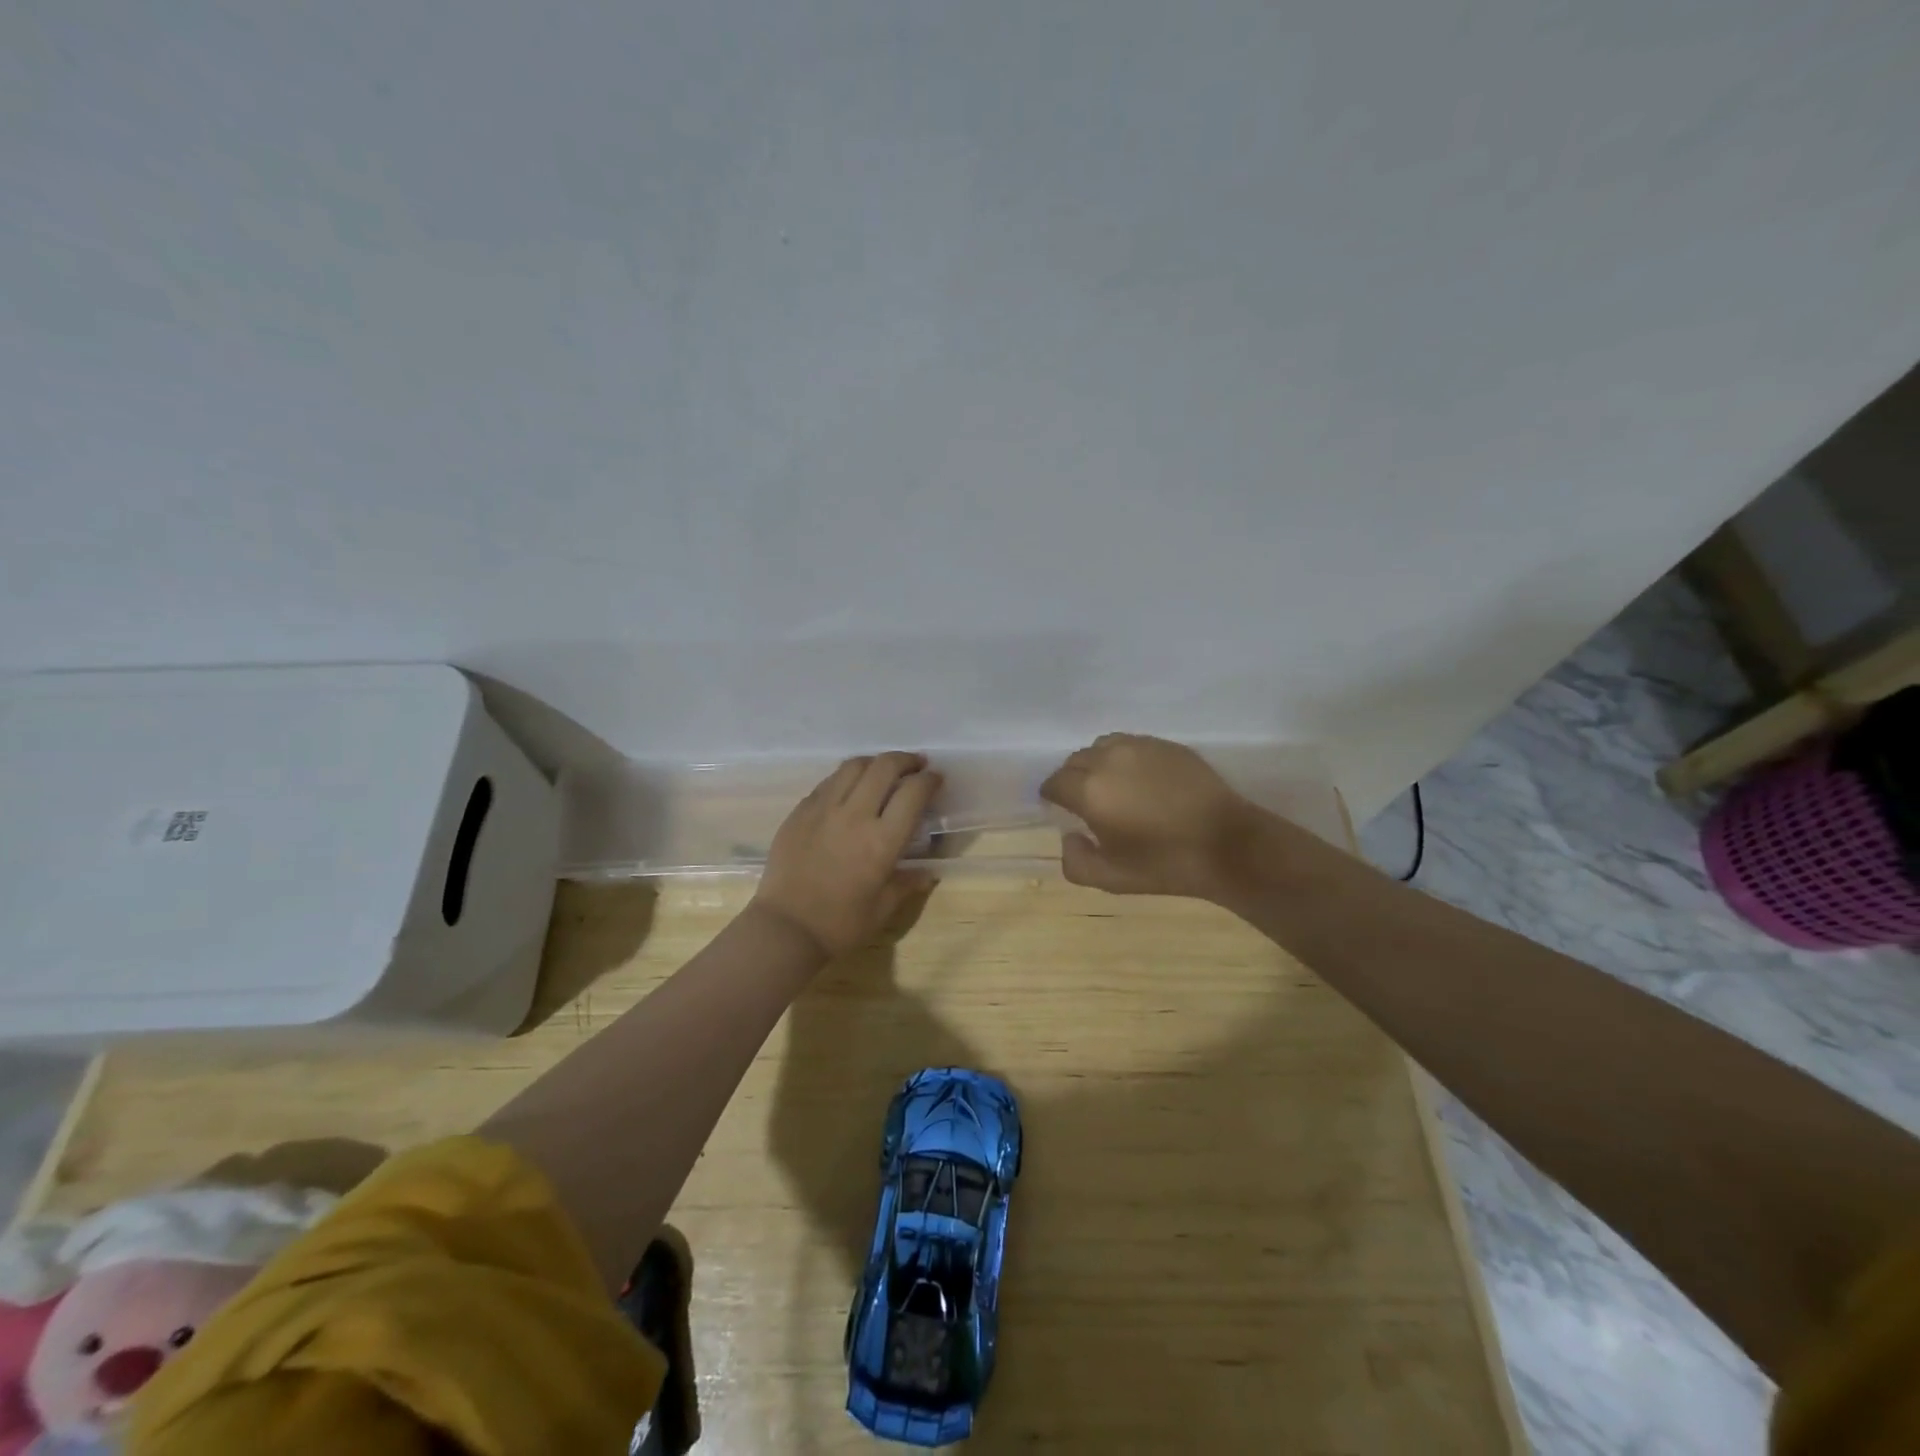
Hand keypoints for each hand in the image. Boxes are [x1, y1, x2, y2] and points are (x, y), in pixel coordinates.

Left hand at [753, 752, 941, 958]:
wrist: (785, 928)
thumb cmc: (840, 924)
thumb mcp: (883, 908)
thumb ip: (907, 883)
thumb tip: (928, 873)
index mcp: (882, 841)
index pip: (913, 793)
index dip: (929, 780)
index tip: (936, 779)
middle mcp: (855, 815)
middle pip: (884, 767)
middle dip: (906, 760)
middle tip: (916, 765)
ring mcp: (823, 809)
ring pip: (853, 766)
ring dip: (875, 762)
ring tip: (883, 770)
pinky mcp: (800, 811)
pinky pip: (828, 782)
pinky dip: (847, 777)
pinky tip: (850, 788)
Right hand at [1039, 734, 1260, 898]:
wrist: (1228, 844)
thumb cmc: (1165, 864)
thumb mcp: (1112, 879)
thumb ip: (1076, 862)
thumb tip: (1069, 837)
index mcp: (1090, 790)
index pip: (1055, 783)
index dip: (1052, 796)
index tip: (1058, 809)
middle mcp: (1109, 759)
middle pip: (1075, 761)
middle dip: (1073, 779)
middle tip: (1085, 802)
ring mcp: (1140, 747)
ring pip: (1103, 747)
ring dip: (1097, 764)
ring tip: (1112, 786)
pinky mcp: (1166, 745)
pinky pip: (1132, 744)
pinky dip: (1125, 758)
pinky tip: (1140, 780)